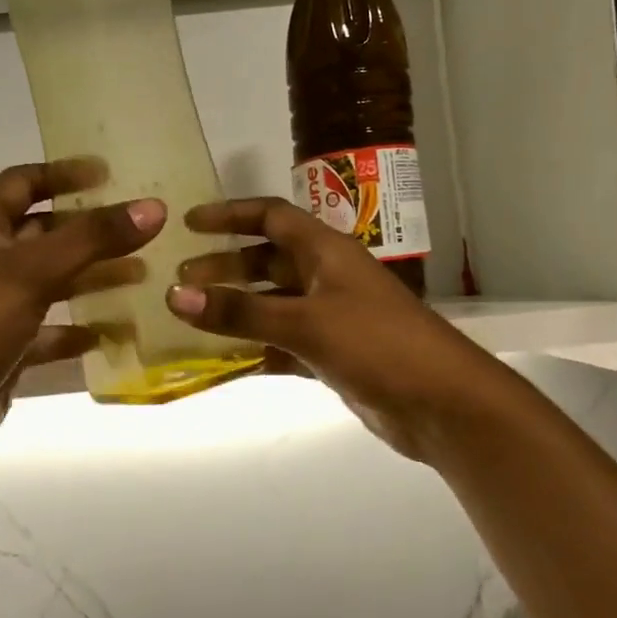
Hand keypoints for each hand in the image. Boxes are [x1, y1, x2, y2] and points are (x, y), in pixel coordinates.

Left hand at [0, 160, 161, 444]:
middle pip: (44, 233)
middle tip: (140, 229)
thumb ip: (93, 238)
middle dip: (90, 231)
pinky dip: (79, 329)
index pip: (22, 182)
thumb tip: (154, 207)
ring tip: (143, 274)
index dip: (63, 174)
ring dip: (92, 277)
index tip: (110, 174)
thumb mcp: (32, 271)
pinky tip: (113, 331)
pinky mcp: (6, 347)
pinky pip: (50, 330)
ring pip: (52, 282)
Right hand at [166, 198, 505, 459]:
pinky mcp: (333, 354)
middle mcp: (327, 277)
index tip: (189, 224)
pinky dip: (256, 349)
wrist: (440, 402)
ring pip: (273, 304)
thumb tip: (176, 295)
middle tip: (180, 281)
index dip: (230, 215)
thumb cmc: (376, 344)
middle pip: (268, 262)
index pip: (272, 217)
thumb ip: (241, 312)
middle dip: (225, 267)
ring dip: (237, 309)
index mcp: (326, 252)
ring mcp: (331, 317)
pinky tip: (224, 361)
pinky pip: (283, 343)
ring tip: (192, 319)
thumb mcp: (305, 323)